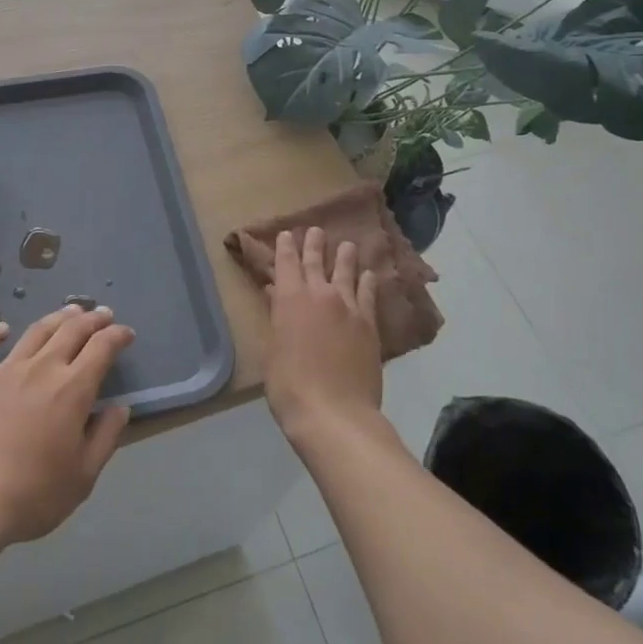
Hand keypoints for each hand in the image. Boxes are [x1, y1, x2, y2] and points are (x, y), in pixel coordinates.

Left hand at [0, 305, 133, 553]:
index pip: (102, 348)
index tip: (127, 333)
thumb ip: (106, 437)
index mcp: (72, 389)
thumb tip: (120, 407)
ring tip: (69, 311)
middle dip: (92, 319)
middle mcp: (41, 369)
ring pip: (36, 332)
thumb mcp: (83, 476)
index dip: (117, 335)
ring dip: (57, 318)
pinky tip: (3, 328)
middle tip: (103, 314)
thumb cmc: (32, 496)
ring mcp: (4, 371)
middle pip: (71, 331)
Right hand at [263, 227, 380, 434]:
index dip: (285, 247)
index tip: (287, 234)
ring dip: (345, 256)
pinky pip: (368, 294)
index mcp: (290, 299)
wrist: (335, 414)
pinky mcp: (369, 325)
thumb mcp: (272, 351)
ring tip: (347, 245)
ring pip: (347, 272)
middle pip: (317, 261)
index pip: (286, 263)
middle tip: (316, 230)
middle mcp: (320, 294)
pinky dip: (368, 282)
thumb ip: (277, 318)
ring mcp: (349, 308)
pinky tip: (370, 275)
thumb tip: (276, 294)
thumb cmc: (290, 386)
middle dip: (314, 243)